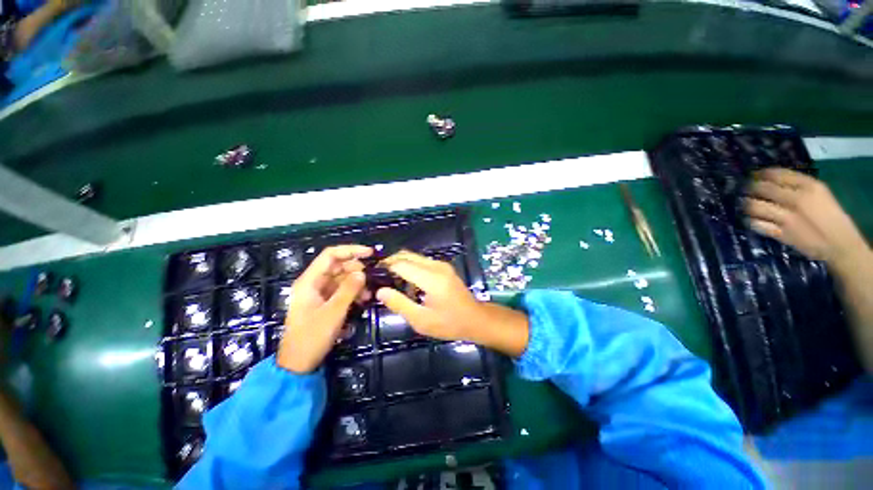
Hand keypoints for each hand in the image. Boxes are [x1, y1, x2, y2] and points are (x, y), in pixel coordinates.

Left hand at [278, 245, 371, 372]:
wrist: (298, 363)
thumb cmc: (312, 336)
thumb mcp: (334, 312)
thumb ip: (349, 290)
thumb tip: (363, 273)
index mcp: (309, 281)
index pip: (331, 255)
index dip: (351, 250)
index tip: (370, 253)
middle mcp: (313, 283)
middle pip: (338, 266)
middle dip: (356, 270)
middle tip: (371, 279)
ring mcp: (319, 293)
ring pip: (342, 278)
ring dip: (357, 283)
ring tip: (368, 294)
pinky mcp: (324, 302)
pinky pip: (341, 290)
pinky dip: (353, 292)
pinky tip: (363, 300)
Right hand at [377, 251, 529, 356]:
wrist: (475, 318)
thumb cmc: (449, 323)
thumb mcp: (421, 320)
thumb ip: (399, 304)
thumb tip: (380, 290)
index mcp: (431, 278)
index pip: (401, 264)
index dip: (385, 267)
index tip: (373, 275)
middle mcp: (436, 266)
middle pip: (407, 255)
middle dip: (391, 263)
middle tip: (380, 278)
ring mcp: (442, 265)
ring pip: (414, 257)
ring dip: (401, 265)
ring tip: (392, 282)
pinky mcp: (444, 267)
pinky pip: (422, 262)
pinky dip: (411, 267)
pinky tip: (408, 283)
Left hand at [745, 169, 868, 269]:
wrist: (840, 244)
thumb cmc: (829, 215)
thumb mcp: (819, 193)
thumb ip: (798, 184)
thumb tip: (772, 179)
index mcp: (809, 186)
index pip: (777, 174)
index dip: (760, 174)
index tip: (753, 175)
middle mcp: (797, 199)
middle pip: (762, 188)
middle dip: (749, 187)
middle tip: (744, 189)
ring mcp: (788, 218)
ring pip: (755, 206)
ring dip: (746, 204)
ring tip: (744, 203)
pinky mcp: (782, 234)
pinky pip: (757, 224)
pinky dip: (750, 220)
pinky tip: (750, 218)